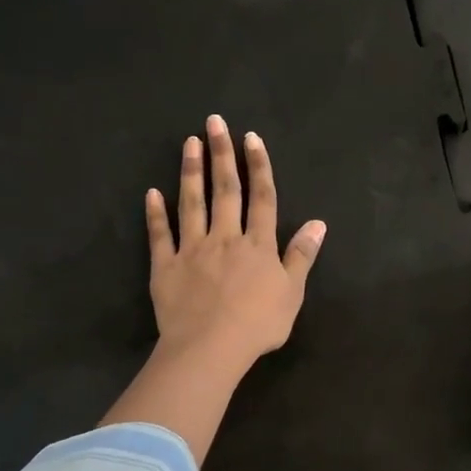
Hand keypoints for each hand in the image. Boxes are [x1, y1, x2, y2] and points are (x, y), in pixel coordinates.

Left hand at [146, 114, 326, 372]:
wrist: (209, 349)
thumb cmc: (257, 324)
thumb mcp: (292, 292)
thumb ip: (302, 255)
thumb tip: (318, 223)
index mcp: (258, 244)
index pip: (262, 197)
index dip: (258, 166)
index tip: (251, 138)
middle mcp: (225, 237)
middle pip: (225, 189)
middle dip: (221, 154)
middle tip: (214, 122)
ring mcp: (193, 249)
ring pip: (192, 203)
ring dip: (191, 171)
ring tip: (189, 143)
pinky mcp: (166, 266)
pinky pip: (161, 235)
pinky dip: (156, 213)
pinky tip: (152, 192)